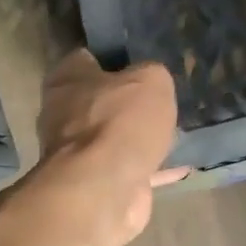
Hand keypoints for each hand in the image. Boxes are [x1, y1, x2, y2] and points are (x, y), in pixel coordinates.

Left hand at [35, 49, 186, 242]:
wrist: (104, 187)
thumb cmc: (121, 120)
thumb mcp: (151, 80)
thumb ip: (151, 74)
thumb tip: (150, 82)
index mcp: (67, 79)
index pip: (86, 59)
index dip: (114, 58)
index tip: (140, 61)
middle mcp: (63, 113)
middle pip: (98, 100)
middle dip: (125, 101)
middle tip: (159, 98)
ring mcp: (76, 152)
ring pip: (112, 137)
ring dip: (136, 137)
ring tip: (172, 130)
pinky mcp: (94, 182)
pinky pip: (128, 169)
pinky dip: (152, 169)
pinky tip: (181, 167)